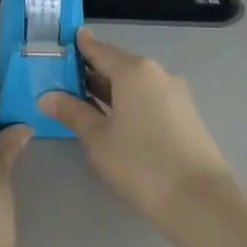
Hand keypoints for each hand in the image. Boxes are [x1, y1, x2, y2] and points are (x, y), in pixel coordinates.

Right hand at [38, 30, 233, 226]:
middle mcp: (156, 72)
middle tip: (60, 79)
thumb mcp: (98, 139)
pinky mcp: (184, 113)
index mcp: (134, 70)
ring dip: (108, 88)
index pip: (98, 49)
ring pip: (133, 82)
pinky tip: (111, 117)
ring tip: (80, 100)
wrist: (199, 201)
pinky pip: (148, 97)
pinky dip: (127, 101)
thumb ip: (72, 112)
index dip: (77, 47)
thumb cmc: (140, 163)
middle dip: (90, 71)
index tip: (57, 46)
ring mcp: (174, 92)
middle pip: (117, 64)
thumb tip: (46, 96)